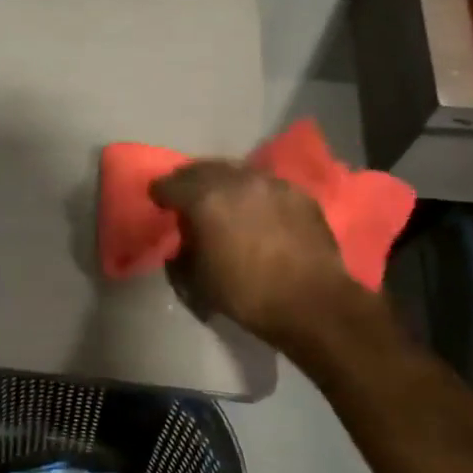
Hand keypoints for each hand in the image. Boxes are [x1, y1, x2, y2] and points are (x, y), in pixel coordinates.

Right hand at [149, 160, 367, 347]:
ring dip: (223, 183)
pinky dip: (253, 193)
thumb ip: (180, 256)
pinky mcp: (298, 193)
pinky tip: (257, 211)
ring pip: (235, 171)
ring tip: (223, 201)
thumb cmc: (247, 295)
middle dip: (189, 181)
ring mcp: (270, 183)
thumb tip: (181, 244)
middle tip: (187, 198)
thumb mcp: (196, 283)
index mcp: (204, 199)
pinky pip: (265, 184)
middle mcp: (235, 180)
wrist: (313, 304)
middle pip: (202, 168)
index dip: (160, 193)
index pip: (170, 183)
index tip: (159, 203)